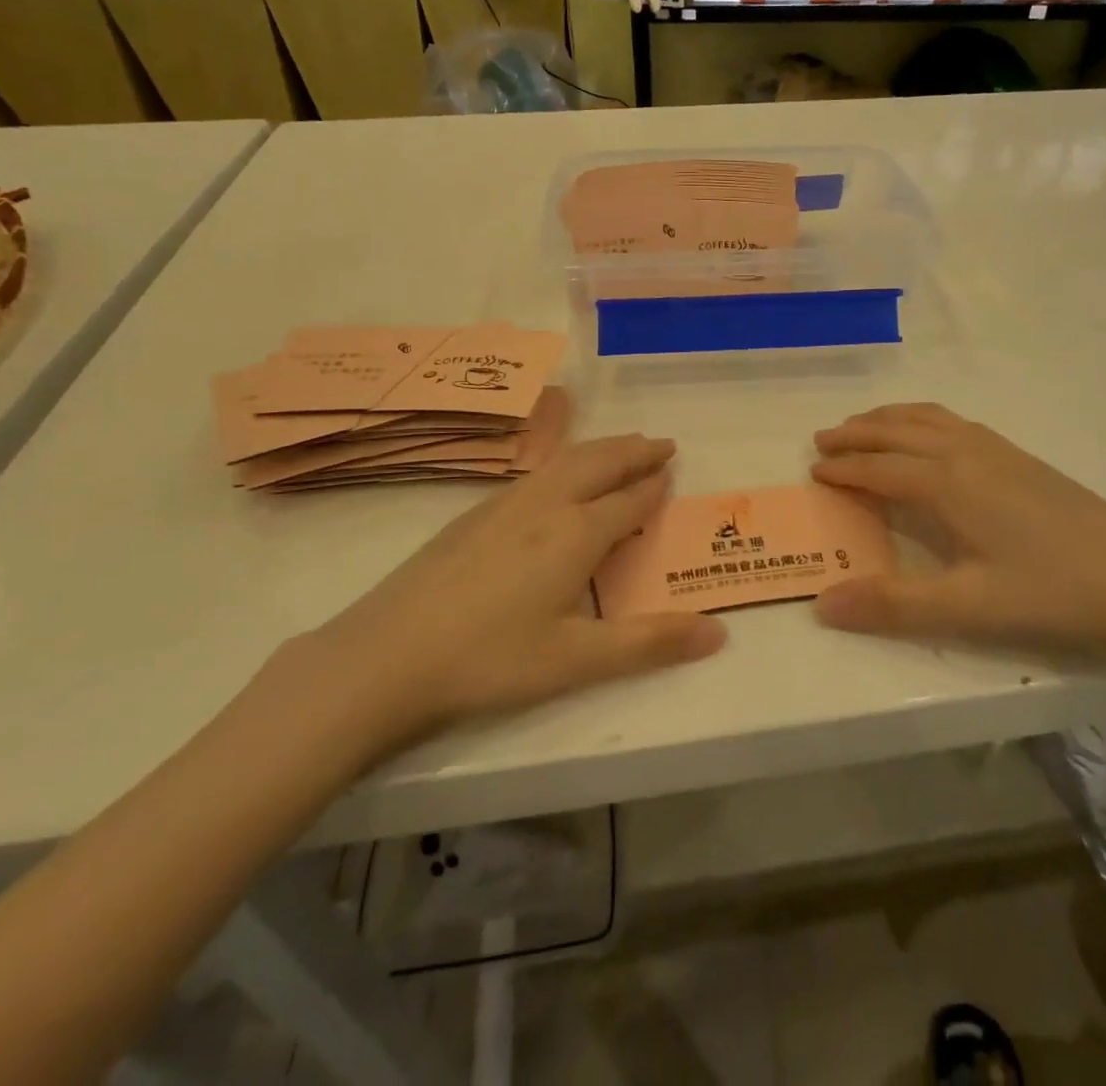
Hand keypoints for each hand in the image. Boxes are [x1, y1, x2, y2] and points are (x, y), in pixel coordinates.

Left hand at [302, 436, 725, 765]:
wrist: (385, 657)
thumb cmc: (490, 661)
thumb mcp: (577, 660)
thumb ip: (650, 644)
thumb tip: (719, 633)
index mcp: (576, 534)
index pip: (629, 499)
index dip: (654, 485)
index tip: (674, 469)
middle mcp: (545, 506)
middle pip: (599, 464)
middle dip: (634, 451)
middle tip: (662, 444)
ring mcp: (504, 505)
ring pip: (565, 461)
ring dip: (601, 449)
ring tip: (622, 447)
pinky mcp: (473, 514)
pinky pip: (536, 472)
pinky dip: (566, 461)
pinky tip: (556, 476)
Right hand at [811, 404, 1105, 654]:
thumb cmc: (1053, 591)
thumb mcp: (968, 608)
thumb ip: (893, 605)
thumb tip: (823, 604)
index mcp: (948, 483)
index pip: (880, 467)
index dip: (844, 468)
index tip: (813, 470)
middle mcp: (967, 453)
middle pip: (899, 430)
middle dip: (857, 433)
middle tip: (823, 439)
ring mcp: (998, 450)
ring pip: (929, 419)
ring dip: (889, 419)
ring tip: (864, 426)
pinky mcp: (1021, 458)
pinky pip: (954, 423)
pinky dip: (923, 420)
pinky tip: (930, 438)